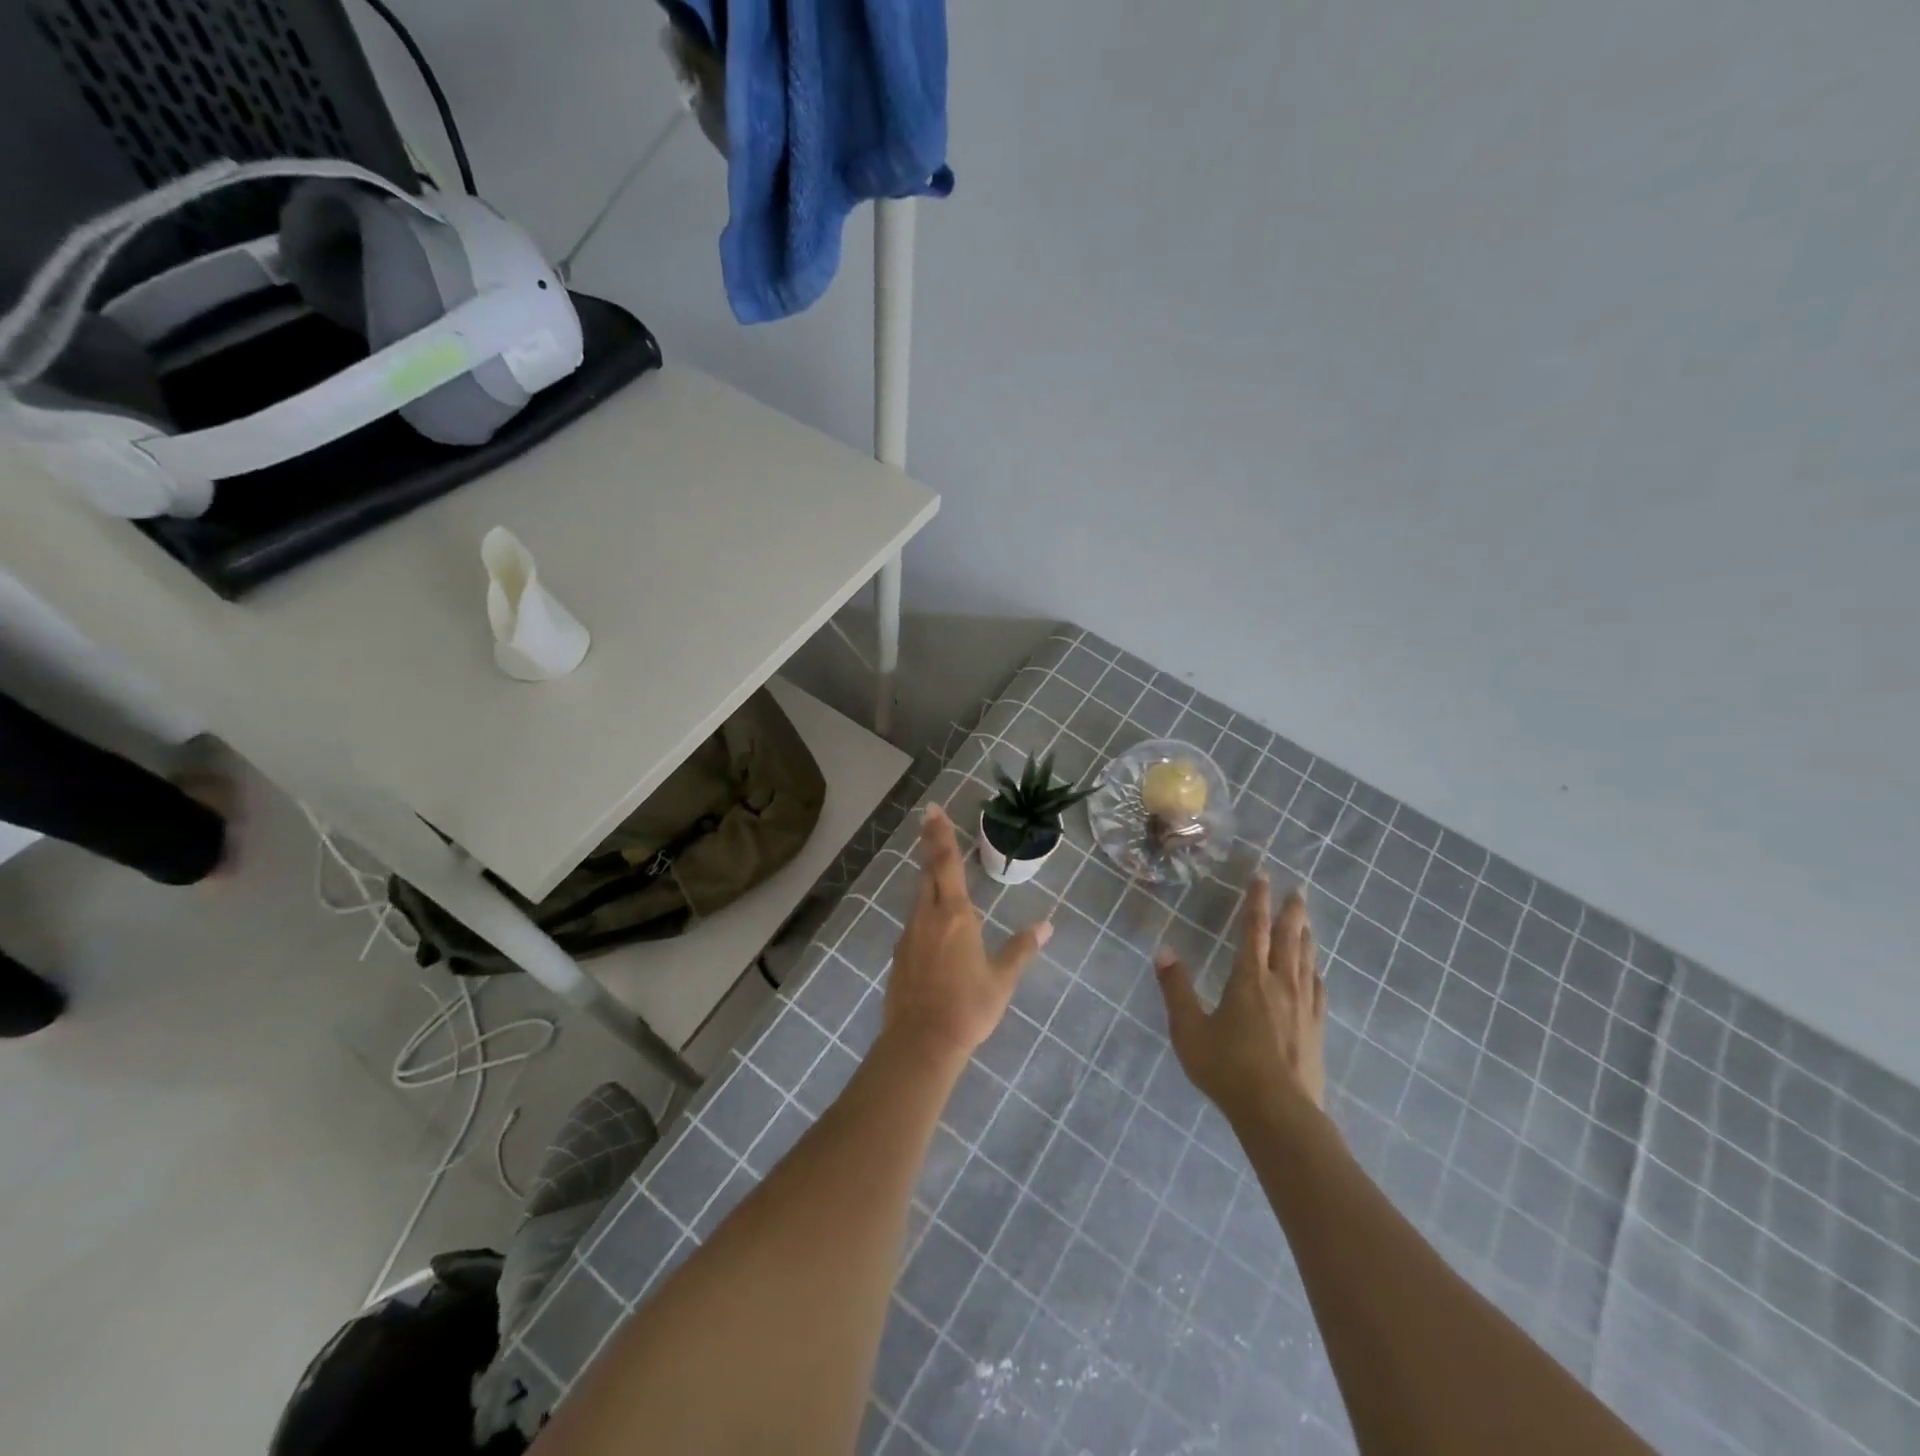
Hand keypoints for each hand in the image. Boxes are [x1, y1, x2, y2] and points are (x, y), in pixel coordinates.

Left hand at [883, 804, 1052, 1066]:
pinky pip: (915, 922)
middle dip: (930, 845)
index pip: (946, 864)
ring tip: (939, 870)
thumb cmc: (968, 1007)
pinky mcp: (900, 955)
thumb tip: (1047, 925)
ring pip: (919, 897)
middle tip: (930, 820)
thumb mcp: (1002, 979)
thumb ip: (1022, 949)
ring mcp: (910, 935)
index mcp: (955, 915)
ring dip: (928, 878)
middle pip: (928, 872)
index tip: (932, 810)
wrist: (921, 1043)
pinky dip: (925, 911)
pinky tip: (934, 925)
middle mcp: (928, 916)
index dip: (940, 835)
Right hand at [1156, 875, 1326, 1121]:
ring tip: (1307, 919)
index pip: (1252, 929)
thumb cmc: (1228, 1068)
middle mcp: (1279, 984)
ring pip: (1306, 961)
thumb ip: (1176, 989)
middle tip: (1298, 889)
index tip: (1263, 876)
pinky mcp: (1316, 1030)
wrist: (1279, 1113)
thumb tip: (1163, 951)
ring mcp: (1303, 1007)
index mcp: (1248, 979)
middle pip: (1288, 939)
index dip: (1256, 901)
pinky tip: (1318, 973)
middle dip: (1290, 912)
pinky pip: (1318, 991)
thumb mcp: (1189, 1029)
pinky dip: (1316, 973)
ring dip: (1306, 936)